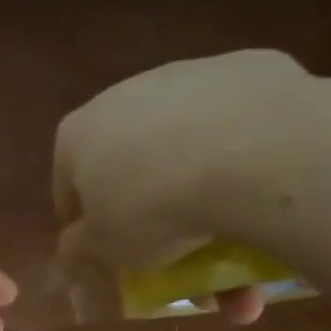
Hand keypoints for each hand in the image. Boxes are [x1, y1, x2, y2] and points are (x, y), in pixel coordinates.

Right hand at [52, 49, 330, 322]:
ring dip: (202, 195)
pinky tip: (263, 196)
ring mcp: (187, 76)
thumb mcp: (104, 249)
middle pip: (133, 168)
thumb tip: (70, 252)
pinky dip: (244, 161)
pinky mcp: (245, 70)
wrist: (250, 151)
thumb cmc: (153, 207)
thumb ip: (79, 251)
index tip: (107, 260)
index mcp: (78, 134)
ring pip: (188, 148)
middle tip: (178, 259)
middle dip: (153, 217)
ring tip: (236, 247)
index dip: (84, 229)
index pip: (68, 189)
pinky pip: (237, 130)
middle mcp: (124, 94)